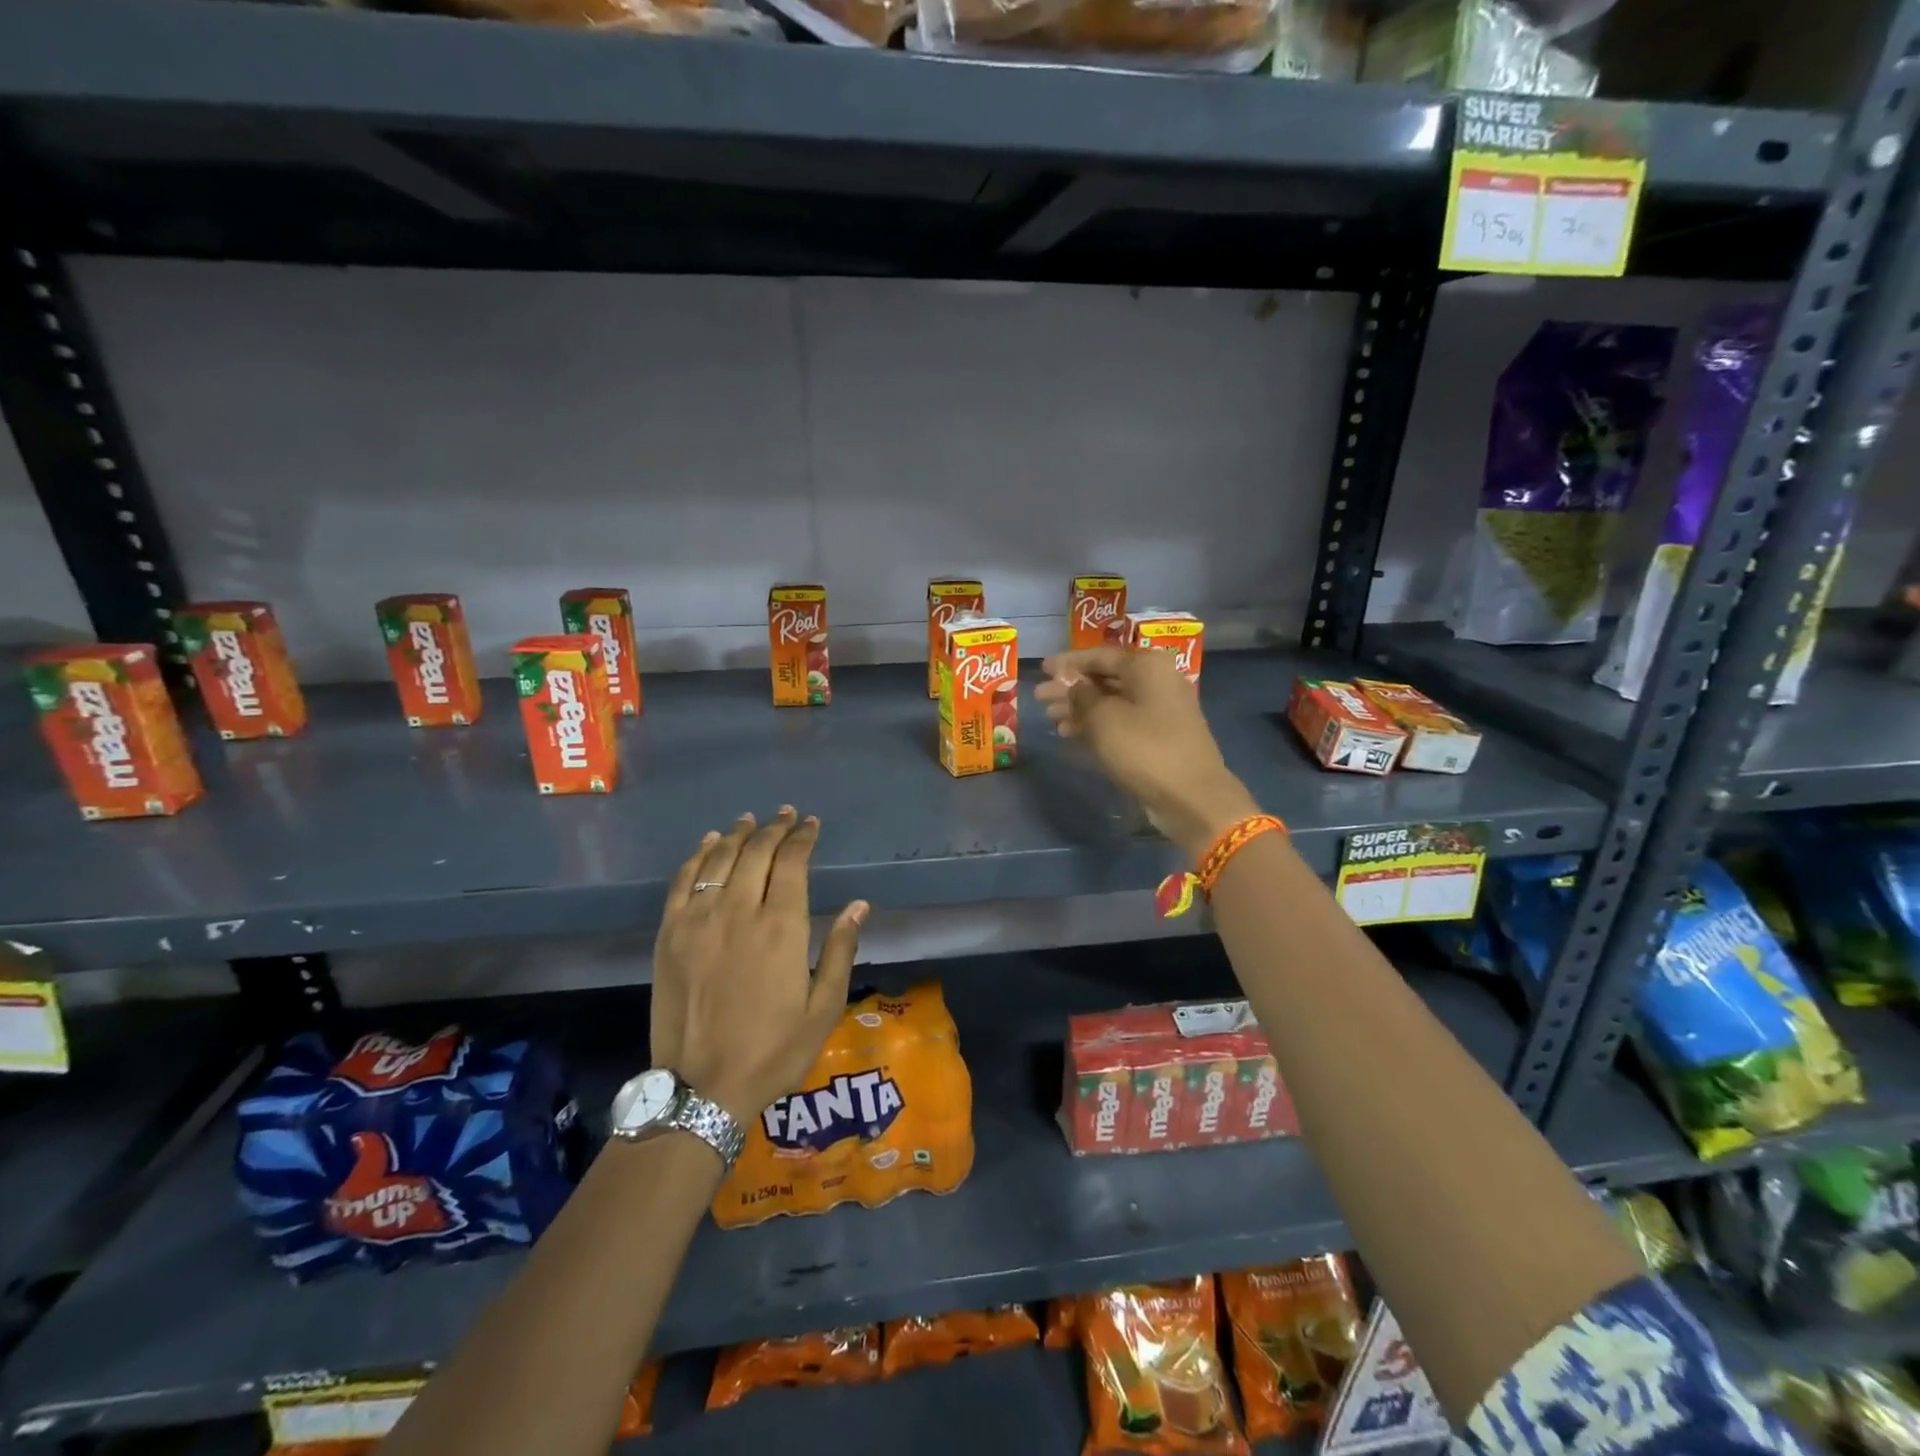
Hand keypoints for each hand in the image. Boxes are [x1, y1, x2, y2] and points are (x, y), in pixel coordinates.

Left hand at [650, 808, 867, 1125]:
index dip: (802, 838)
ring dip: (738, 834)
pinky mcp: (669, 935)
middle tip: (786, 815)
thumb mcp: (823, 1007)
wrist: (701, 1089)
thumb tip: (860, 905)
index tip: (811, 824)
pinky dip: (697, 856)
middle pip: (756, 853)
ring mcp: (698, 920)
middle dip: (774, 828)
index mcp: (781, 927)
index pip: (792, 863)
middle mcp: (738, 911)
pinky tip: (709, 844)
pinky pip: (682, 881)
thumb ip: (840, 950)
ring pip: (719, 859)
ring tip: (750, 820)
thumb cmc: (773, 1051)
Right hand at [1037, 647, 1258, 859]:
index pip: (1099, 656)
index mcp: (1146, 666)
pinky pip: (1121, 723)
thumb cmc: (1144, 748)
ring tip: (1051, 720)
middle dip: (1071, 689)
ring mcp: (1160, 711)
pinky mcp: (1159, 737)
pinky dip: (1097, 726)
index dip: (1067, 663)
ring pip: (1112, 702)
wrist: (1191, 796)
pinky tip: (1071, 735)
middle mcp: (1156, 681)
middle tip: (1040, 699)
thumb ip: (1081, 696)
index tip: (1042, 669)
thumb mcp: (1103, 718)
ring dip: (1080, 709)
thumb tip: (1072, 684)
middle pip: (1105, 679)